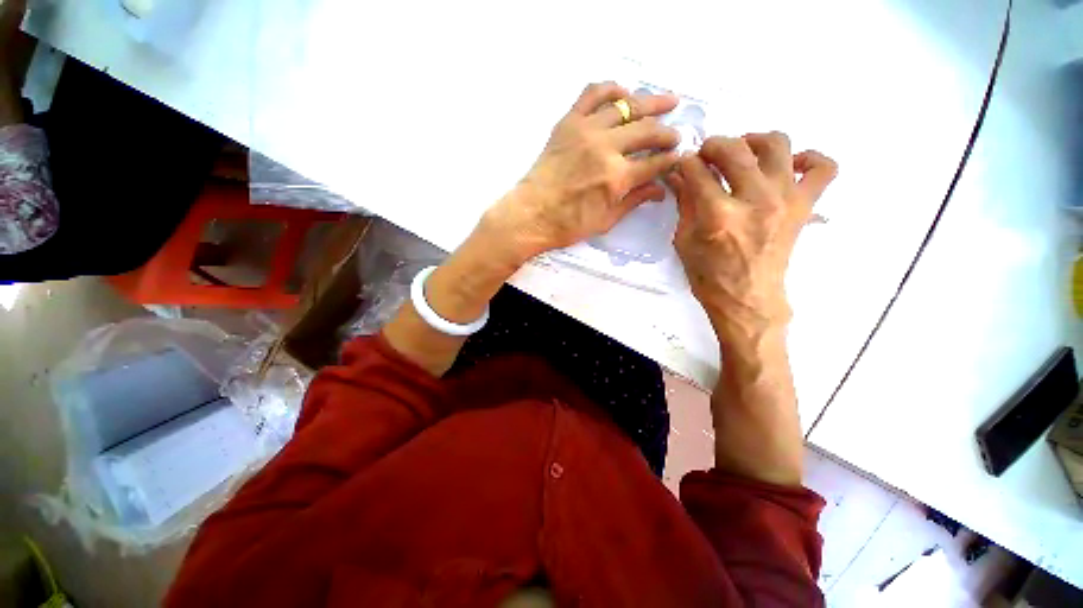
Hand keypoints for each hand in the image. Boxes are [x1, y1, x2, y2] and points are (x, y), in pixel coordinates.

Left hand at [482, 82, 680, 260]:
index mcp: (617, 178)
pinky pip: (593, 94)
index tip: (679, 157)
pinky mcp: (568, 123)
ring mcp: (586, 131)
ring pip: (627, 106)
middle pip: (647, 130)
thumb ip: (634, 201)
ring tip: (667, 102)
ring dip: (651, 103)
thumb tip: (660, 189)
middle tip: (675, 135)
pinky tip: (623, 94)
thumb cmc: (567, 225)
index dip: (671, 160)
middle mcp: (606, 149)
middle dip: (668, 133)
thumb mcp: (605, 221)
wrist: (530, 215)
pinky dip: (612, 89)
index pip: (655, 163)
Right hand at [667, 133, 836, 340]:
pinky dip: (808, 158)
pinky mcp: (804, 205)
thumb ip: (684, 204)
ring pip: (777, 144)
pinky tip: (788, 166)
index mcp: (718, 215)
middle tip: (706, 155)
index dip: (685, 163)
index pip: (697, 171)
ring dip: (754, 141)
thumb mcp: (685, 241)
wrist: (748, 299)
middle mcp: (755, 200)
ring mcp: (785, 199)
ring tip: (743, 153)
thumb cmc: (709, 276)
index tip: (681, 164)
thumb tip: (677, 176)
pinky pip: (823, 167)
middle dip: (714, 145)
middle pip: (735, 150)